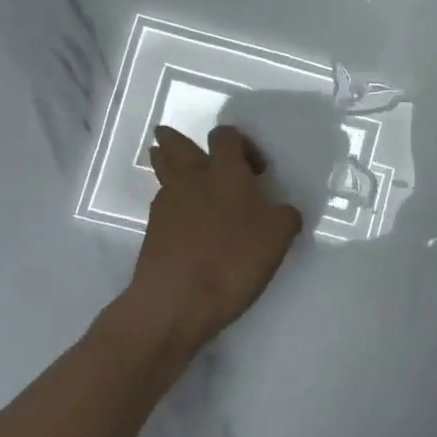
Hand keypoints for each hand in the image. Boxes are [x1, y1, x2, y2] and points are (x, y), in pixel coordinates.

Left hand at [121, 125, 303, 357]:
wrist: (176, 300)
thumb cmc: (233, 260)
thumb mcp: (278, 237)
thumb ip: (284, 216)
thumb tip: (281, 211)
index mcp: (225, 172)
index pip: (226, 136)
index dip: (241, 143)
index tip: (256, 171)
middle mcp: (192, 179)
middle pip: (176, 145)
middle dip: (177, 140)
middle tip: (183, 143)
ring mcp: (167, 203)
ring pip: (163, 170)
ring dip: (167, 164)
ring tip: (175, 170)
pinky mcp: (152, 230)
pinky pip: (162, 203)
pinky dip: (171, 202)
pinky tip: (183, 219)